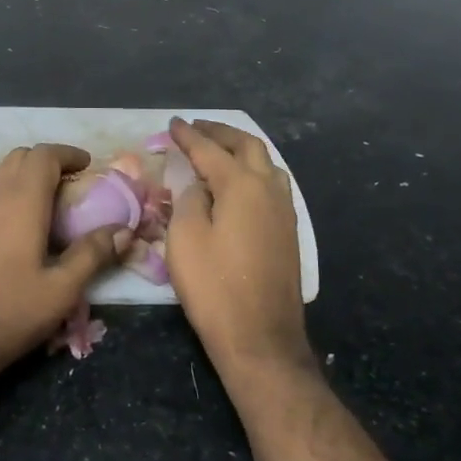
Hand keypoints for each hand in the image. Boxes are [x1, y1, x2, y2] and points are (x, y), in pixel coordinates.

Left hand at [0, 144, 129, 384]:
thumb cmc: (10, 311)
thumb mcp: (62, 289)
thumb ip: (93, 254)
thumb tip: (124, 231)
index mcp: (22, 201)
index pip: (43, 155)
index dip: (68, 154)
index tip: (89, 166)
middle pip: (21, 157)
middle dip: (49, 161)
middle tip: (74, 184)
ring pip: (4, 175)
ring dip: (30, 177)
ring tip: (56, 205)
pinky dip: (15, 194)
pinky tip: (29, 228)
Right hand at [165, 117, 309, 374]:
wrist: (260, 337)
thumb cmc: (214, 287)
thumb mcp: (185, 239)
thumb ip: (189, 200)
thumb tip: (197, 185)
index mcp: (241, 186)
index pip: (210, 149)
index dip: (188, 135)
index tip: (172, 123)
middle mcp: (269, 190)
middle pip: (247, 146)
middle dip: (220, 133)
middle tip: (197, 128)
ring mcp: (284, 211)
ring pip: (266, 163)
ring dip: (241, 149)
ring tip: (219, 150)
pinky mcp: (288, 232)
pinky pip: (273, 184)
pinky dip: (253, 170)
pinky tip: (240, 183)